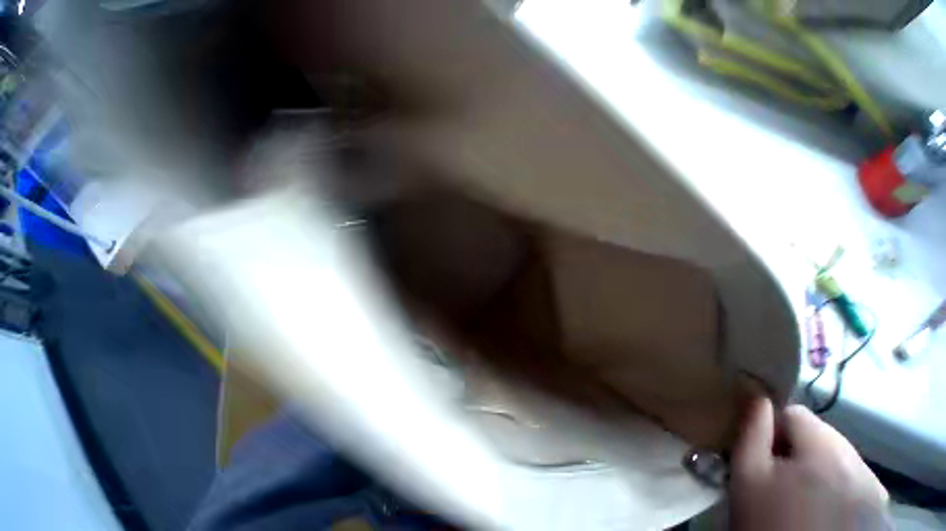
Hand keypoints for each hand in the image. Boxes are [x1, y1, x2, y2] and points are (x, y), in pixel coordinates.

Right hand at [730, 398, 890, 530]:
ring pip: (841, 457)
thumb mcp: (748, 472)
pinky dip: (838, 484)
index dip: (773, 426)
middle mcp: (860, 464)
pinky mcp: (880, 510)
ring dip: (819, 465)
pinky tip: (823, 507)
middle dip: (798, 447)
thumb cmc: (767, 517)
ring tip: (800, 492)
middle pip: (823, 434)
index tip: (762, 450)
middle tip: (778, 473)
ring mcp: (876, 489)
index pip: (797, 413)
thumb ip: (753, 430)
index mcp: (827, 451)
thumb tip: (759, 398)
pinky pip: (856, 480)